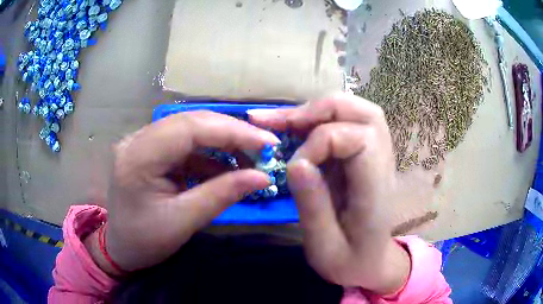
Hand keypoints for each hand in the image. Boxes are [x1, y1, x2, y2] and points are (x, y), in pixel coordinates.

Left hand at [84, 111, 278, 273]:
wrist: (121, 248)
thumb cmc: (145, 241)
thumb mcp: (183, 221)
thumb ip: (222, 195)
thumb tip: (263, 177)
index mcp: (138, 157)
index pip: (189, 128)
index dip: (232, 131)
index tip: (267, 143)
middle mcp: (138, 140)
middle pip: (192, 122)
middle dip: (232, 133)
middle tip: (264, 148)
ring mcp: (144, 143)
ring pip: (191, 130)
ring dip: (223, 142)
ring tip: (249, 160)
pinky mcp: (152, 151)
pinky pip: (186, 144)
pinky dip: (210, 154)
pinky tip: (226, 168)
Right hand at [249, 93, 410, 294]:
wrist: (372, 264)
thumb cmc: (350, 262)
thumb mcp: (325, 247)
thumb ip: (313, 206)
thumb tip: (295, 162)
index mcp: (376, 190)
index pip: (359, 139)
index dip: (321, 142)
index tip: (294, 166)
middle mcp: (383, 165)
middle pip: (363, 112)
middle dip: (319, 109)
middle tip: (279, 121)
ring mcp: (376, 157)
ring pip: (356, 111)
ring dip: (317, 109)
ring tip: (283, 120)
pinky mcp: (364, 157)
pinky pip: (346, 123)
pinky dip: (318, 119)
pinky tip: (295, 127)